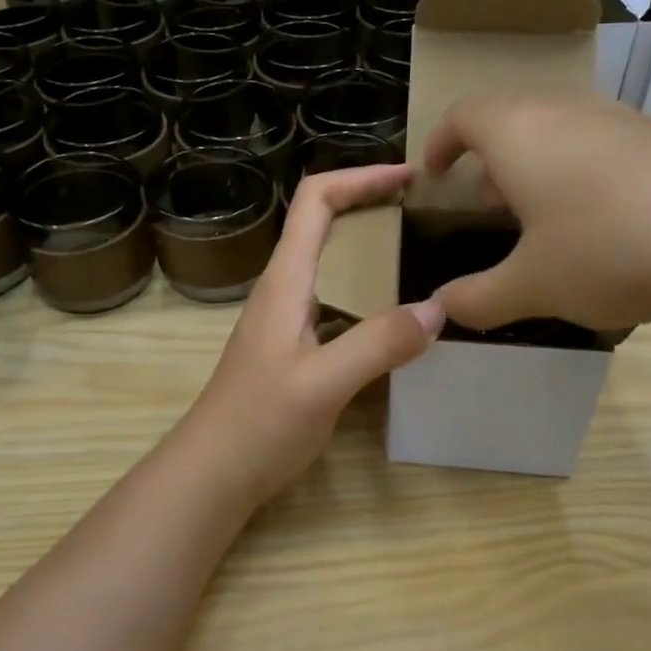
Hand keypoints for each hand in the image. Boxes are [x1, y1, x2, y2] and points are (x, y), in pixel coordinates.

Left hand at [172, 164, 444, 508]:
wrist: (213, 472)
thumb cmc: (259, 422)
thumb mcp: (323, 383)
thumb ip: (378, 344)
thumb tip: (436, 310)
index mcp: (285, 280)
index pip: (316, 201)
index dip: (360, 177)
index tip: (410, 177)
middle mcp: (283, 289)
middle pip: (324, 224)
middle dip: (372, 206)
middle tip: (426, 214)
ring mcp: (286, 319)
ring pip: (331, 265)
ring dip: (371, 250)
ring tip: (421, 257)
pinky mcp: (293, 347)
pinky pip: (335, 302)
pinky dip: (368, 293)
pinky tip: (395, 317)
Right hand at [423, 94, 650, 330]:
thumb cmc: (607, 250)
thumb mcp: (531, 286)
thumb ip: (477, 297)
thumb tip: (442, 308)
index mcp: (520, 133)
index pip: (465, 115)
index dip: (441, 141)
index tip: (434, 173)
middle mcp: (569, 113)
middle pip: (514, 119)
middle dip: (491, 159)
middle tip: (486, 204)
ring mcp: (625, 122)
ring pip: (562, 132)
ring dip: (539, 167)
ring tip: (541, 218)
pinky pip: (606, 147)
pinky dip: (584, 175)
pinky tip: (605, 226)